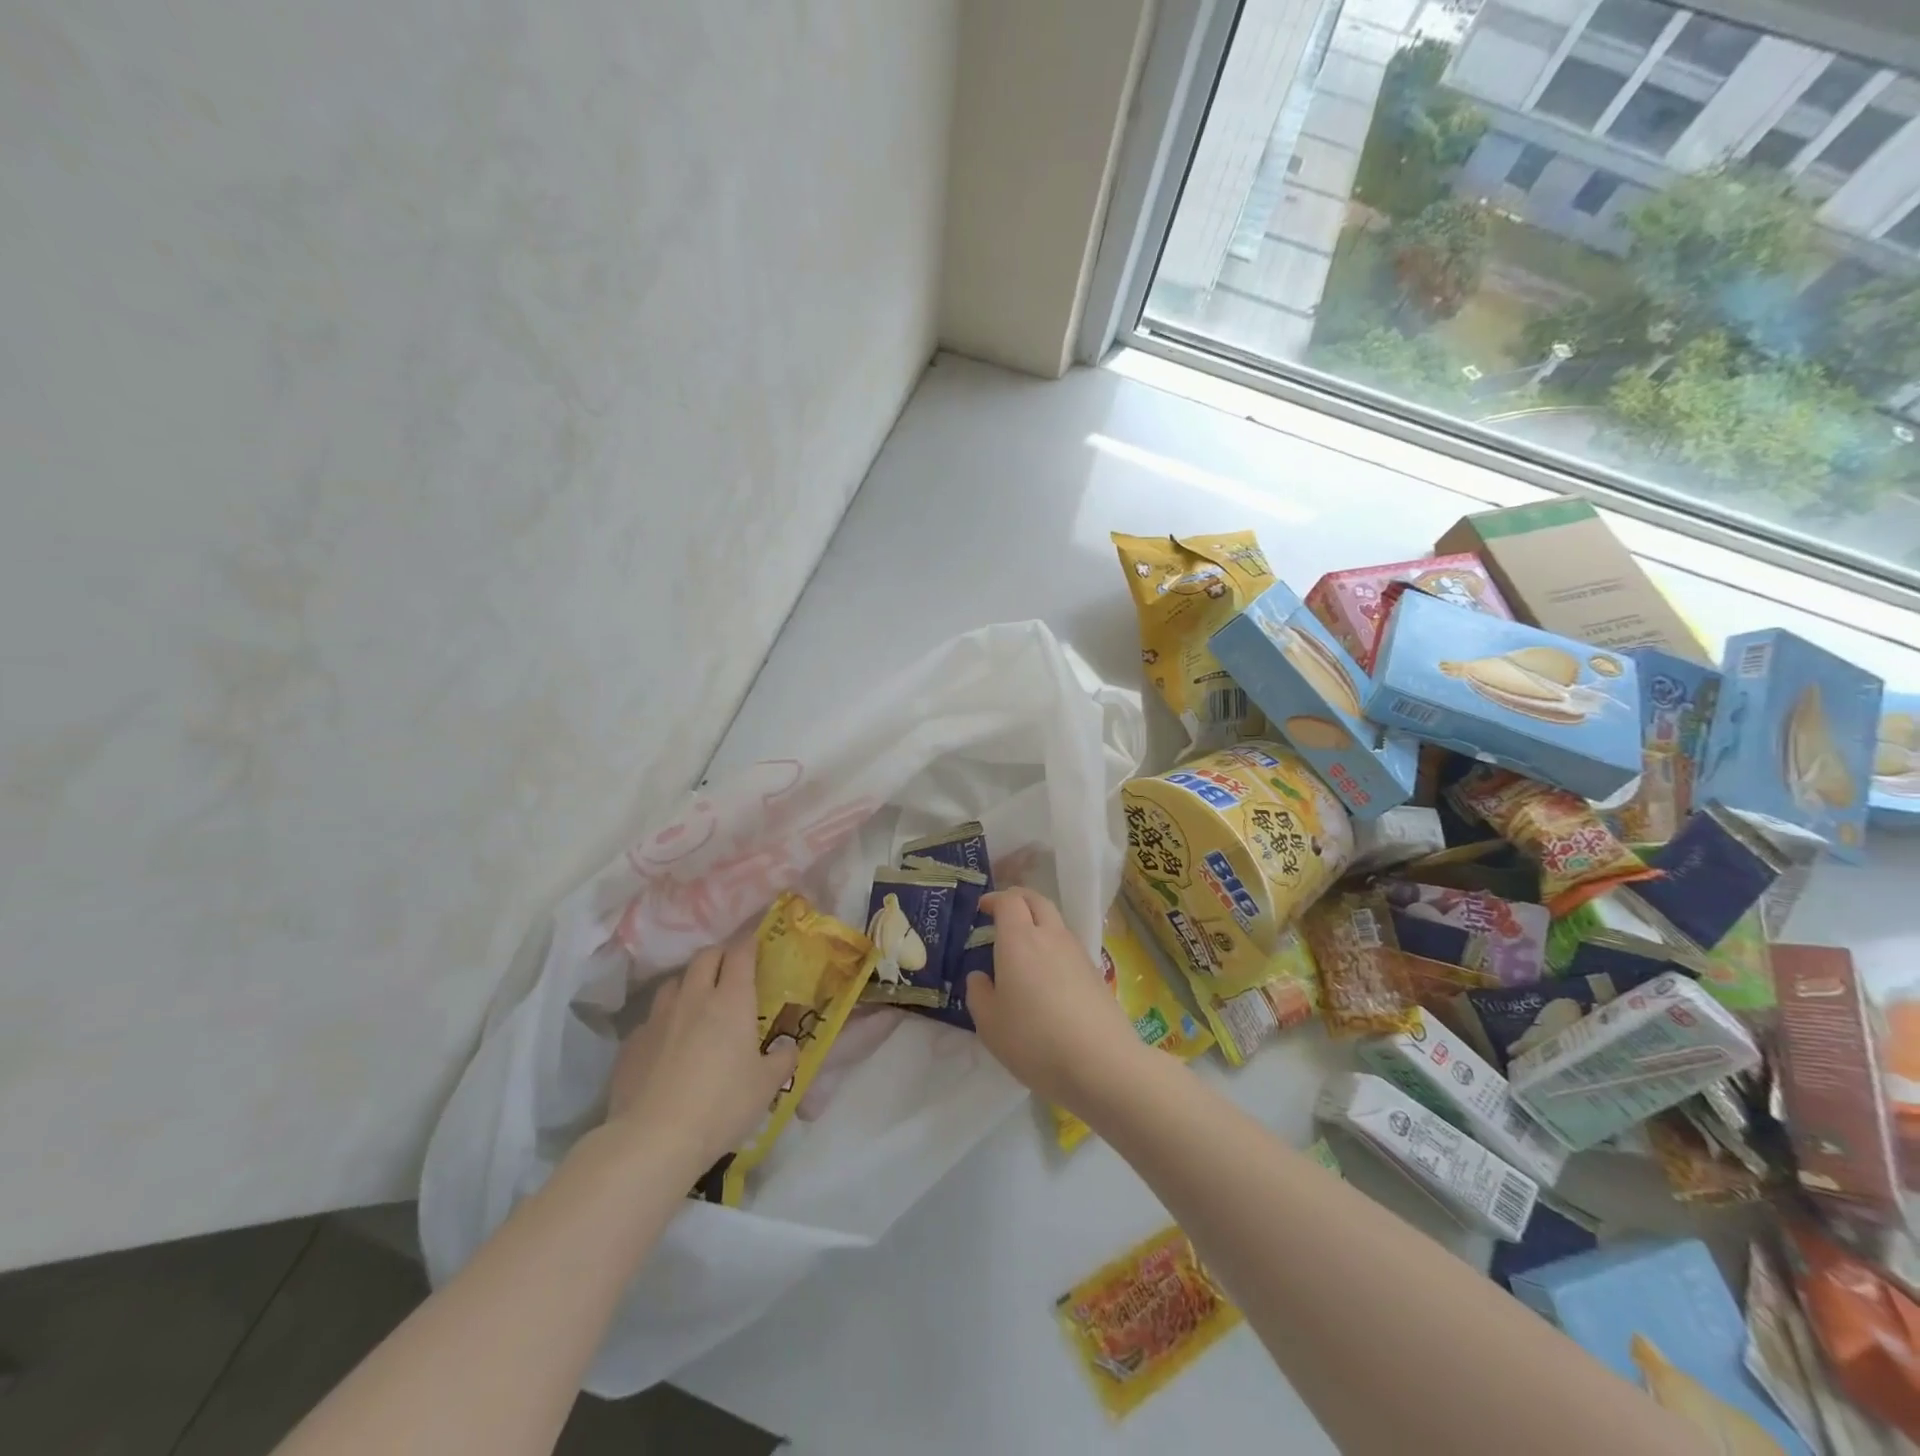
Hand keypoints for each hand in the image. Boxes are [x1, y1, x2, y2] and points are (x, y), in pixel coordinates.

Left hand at [604, 938, 797, 1175]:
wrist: (653, 1140)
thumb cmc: (721, 1106)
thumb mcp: (766, 1086)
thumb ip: (782, 1060)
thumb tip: (789, 1048)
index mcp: (732, 1000)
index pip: (740, 952)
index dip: (750, 941)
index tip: (757, 940)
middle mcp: (694, 998)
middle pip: (705, 956)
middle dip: (720, 955)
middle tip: (730, 969)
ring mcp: (658, 1018)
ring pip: (674, 982)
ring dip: (688, 983)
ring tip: (697, 1002)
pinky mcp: (631, 1043)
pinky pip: (650, 1019)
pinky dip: (664, 1021)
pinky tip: (667, 1044)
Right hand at [966, 888, 1148, 1108]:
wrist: (1101, 1063)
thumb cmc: (1035, 1040)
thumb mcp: (990, 1024)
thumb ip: (978, 993)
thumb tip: (981, 976)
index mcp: (1019, 940)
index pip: (1009, 901)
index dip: (994, 899)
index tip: (982, 908)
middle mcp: (1050, 936)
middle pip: (1037, 900)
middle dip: (1018, 899)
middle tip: (1003, 912)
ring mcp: (1077, 952)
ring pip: (1056, 921)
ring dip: (1038, 921)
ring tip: (1023, 945)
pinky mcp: (1095, 972)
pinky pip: (1068, 945)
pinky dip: (1053, 945)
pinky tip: (1047, 973)